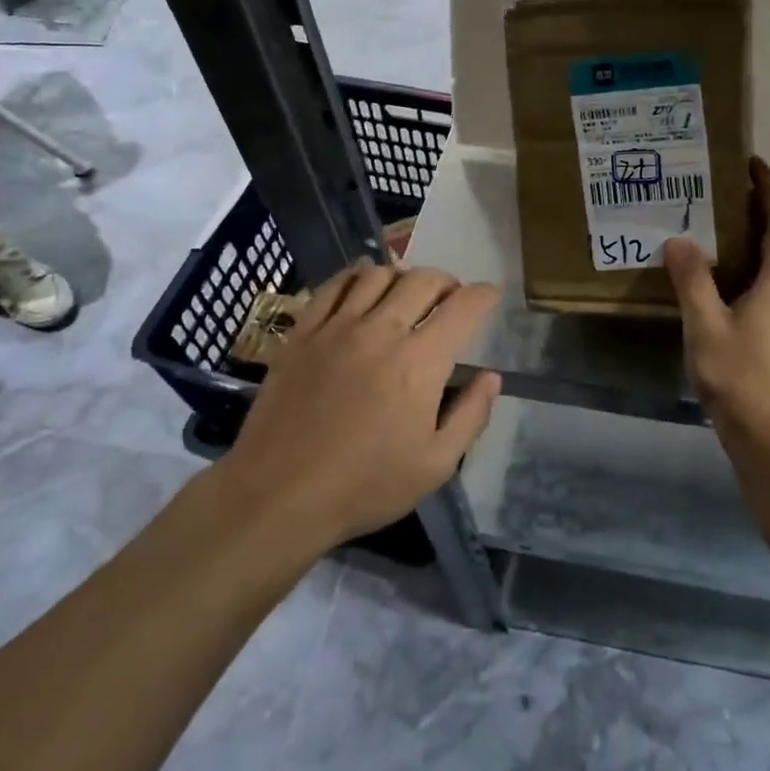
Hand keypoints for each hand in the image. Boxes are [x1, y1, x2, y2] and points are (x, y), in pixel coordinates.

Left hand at [220, 263, 501, 549]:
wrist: (279, 495)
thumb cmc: (364, 485)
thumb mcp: (435, 465)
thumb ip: (470, 416)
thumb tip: (491, 377)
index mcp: (420, 362)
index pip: (463, 308)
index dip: (484, 295)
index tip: (491, 295)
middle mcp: (382, 331)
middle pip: (423, 280)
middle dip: (447, 282)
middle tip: (451, 298)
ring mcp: (337, 327)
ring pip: (379, 275)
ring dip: (403, 277)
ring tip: (407, 293)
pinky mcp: (303, 333)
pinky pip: (333, 286)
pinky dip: (356, 276)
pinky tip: (362, 286)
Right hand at [665, 158, 769, 456]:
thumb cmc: (741, 378)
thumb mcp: (706, 327)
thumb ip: (692, 281)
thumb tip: (680, 240)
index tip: (751, 163)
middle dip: (756, 210)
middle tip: (718, 192)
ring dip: (749, 241)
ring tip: (710, 229)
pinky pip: (765, 286)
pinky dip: (744, 268)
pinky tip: (714, 279)